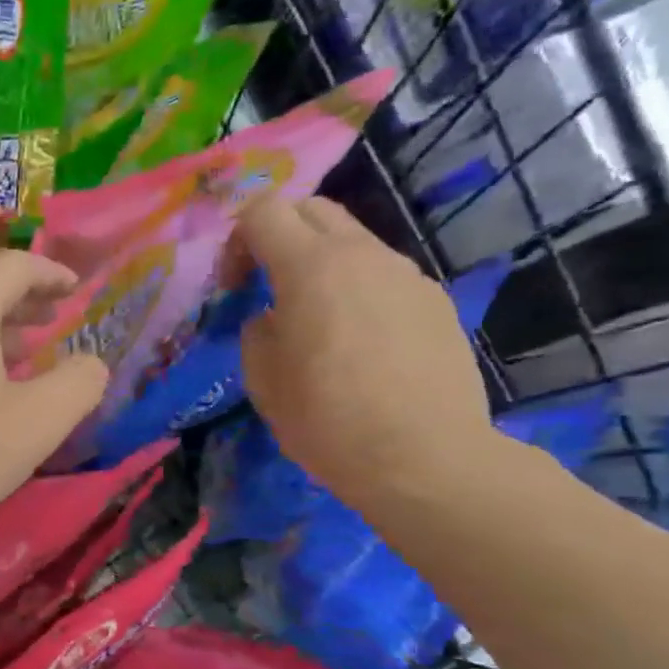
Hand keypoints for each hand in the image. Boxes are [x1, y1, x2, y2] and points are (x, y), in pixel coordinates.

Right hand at [234, 196, 494, 512]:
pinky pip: (383, 276)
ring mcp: (407, 276)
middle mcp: (363, 256)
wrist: (425, 460)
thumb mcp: (262, 379)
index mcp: (311, 268)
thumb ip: (258, 331)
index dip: (237, 238)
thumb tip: (274, 318)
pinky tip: (357, 342)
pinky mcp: (434, 302)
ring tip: (313, 318)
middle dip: (278, 233)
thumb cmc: (327, 420)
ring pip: (352, 242)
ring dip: (320, 262)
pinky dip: (357, 289)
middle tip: (264, 282)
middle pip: (312, 209)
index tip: (233, 284)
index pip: (264, 211)